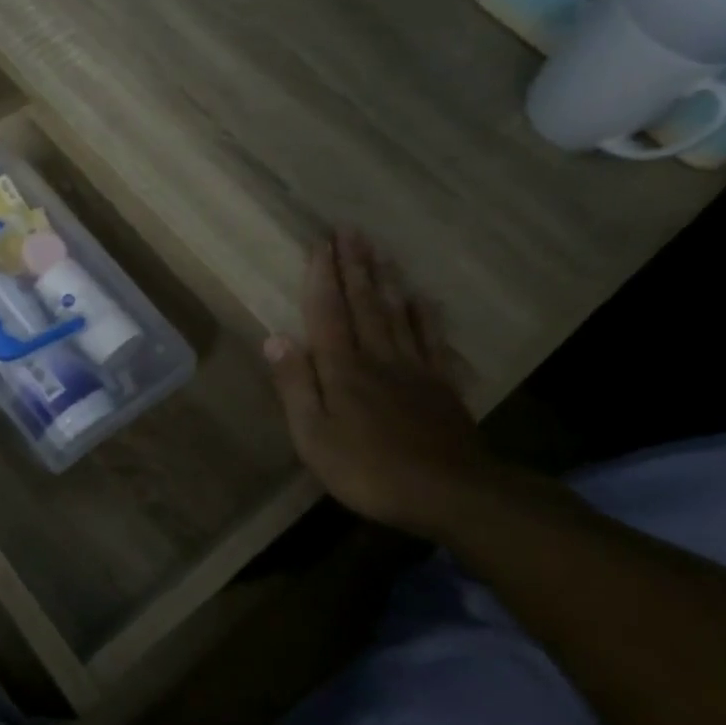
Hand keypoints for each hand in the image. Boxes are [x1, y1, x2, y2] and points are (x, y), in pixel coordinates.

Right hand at [265, 231, 506, 534]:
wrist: (450, 494)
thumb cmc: (368, 469)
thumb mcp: (313, 435)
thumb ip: (295, 385)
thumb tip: (275, 337)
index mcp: (342, 369)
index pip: (328, 313)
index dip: (322, 277)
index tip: (320, 243)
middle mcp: (378, 358)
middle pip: (364, 304)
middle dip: (355, 266)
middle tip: (351, 230)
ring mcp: (414, 370)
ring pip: (397, 315)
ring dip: (386, 280)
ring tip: (380, 250)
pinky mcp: (441, 387)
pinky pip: (433, 342)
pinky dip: (427, 317)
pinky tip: (424, 298)